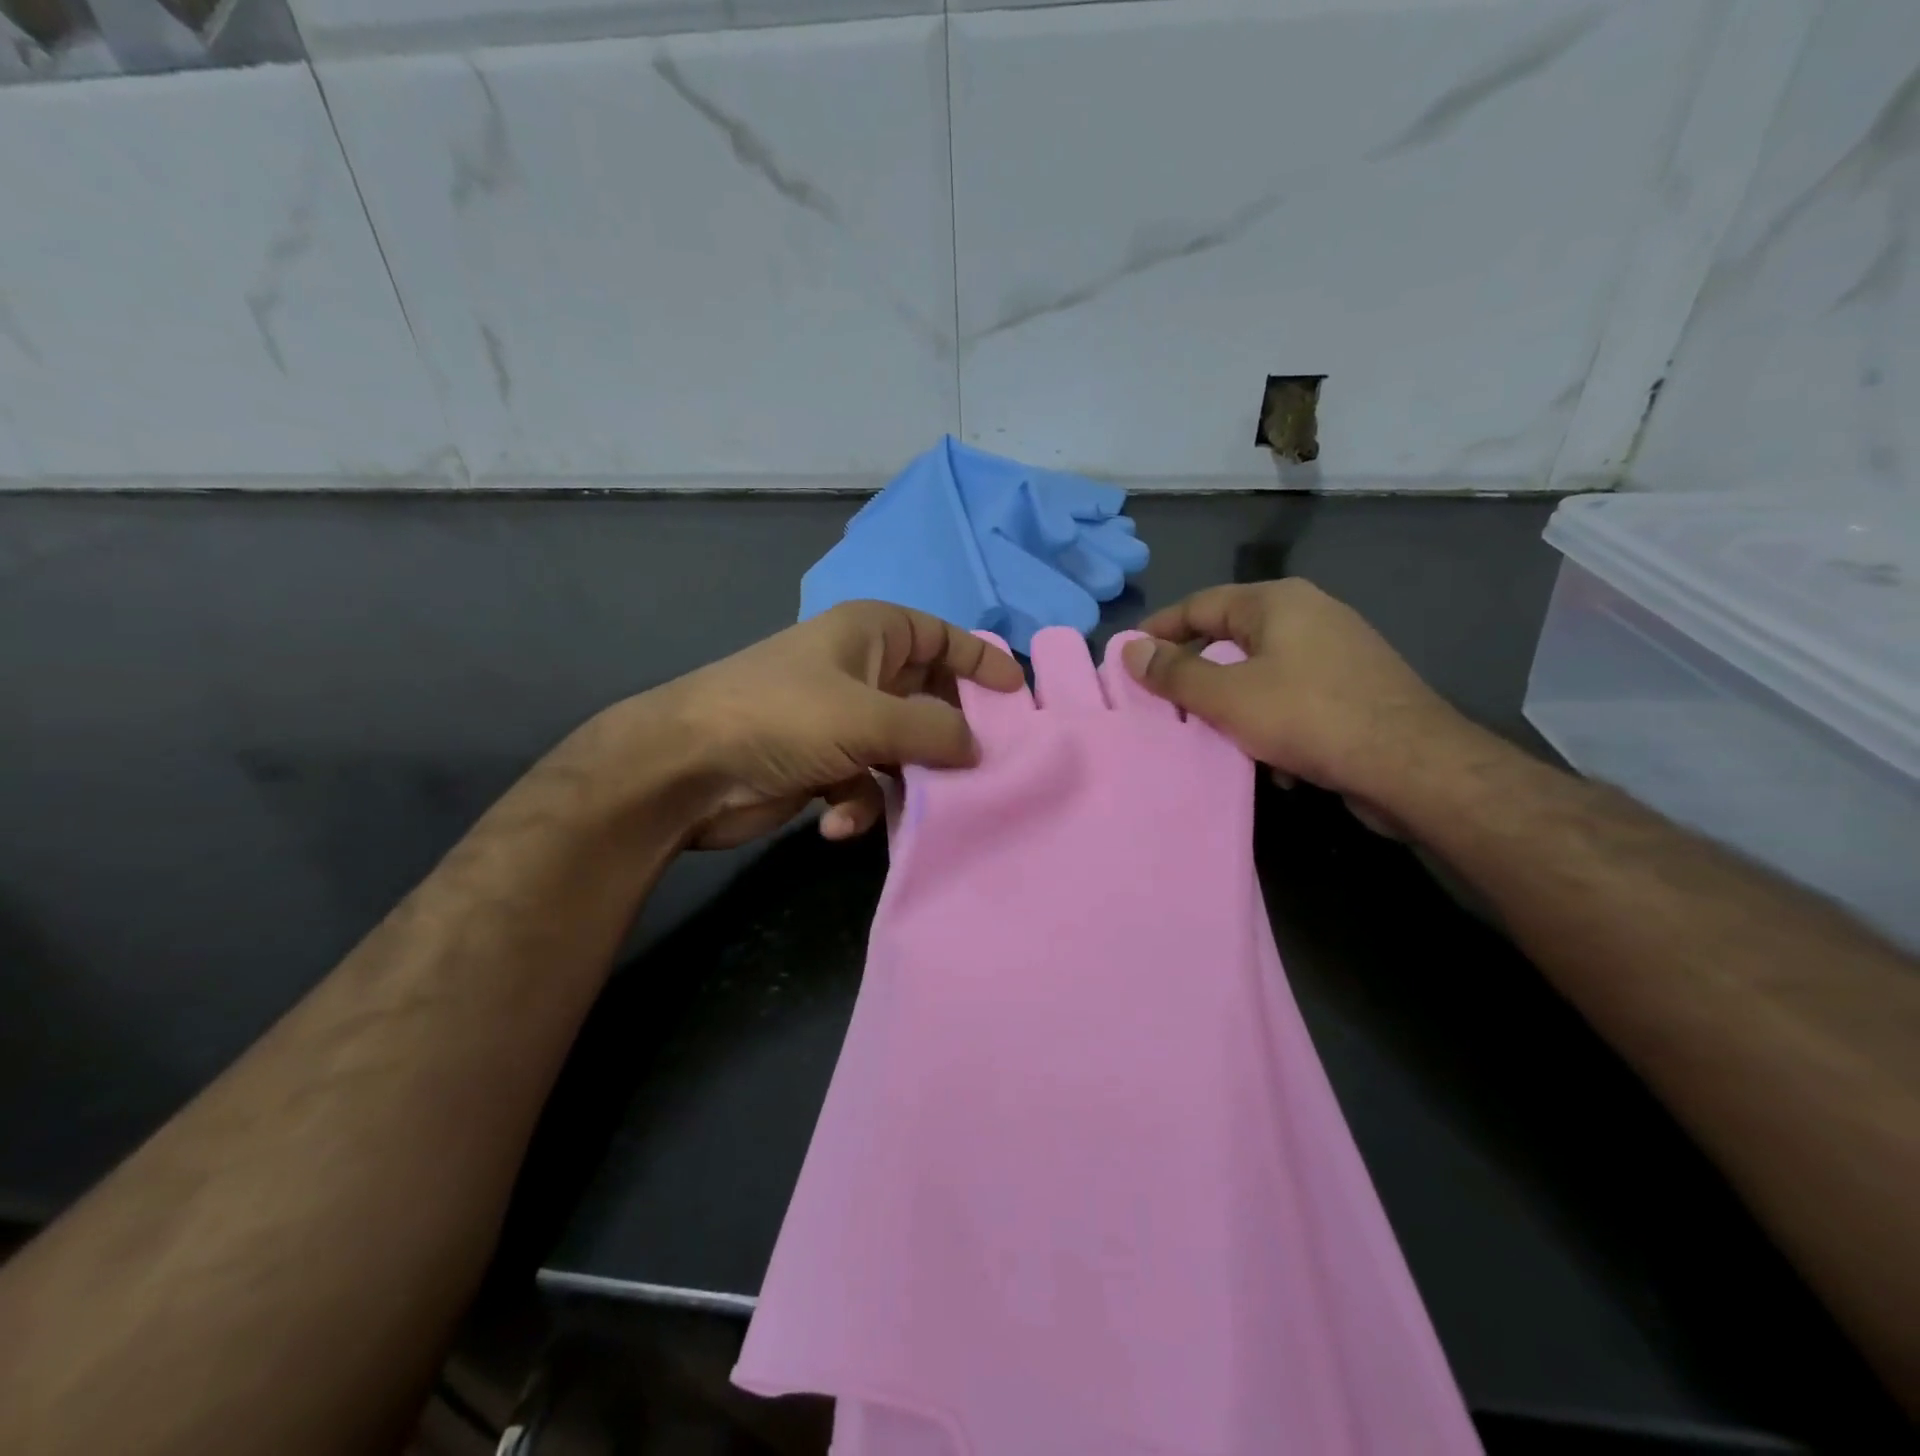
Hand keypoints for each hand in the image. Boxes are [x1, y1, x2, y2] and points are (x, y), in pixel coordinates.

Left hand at [642, 601, 1023, 848]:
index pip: (940, 637)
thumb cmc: (783, 717)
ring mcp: (840, 720)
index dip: (981, 662)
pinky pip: (865, 783)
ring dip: (907, 782)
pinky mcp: (821, 765)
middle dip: (950, 735)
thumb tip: (981, 749)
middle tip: (987, 767)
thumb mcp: (868, 719)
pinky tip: (835, 824)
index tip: (1020, 697)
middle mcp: (859, 672)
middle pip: (927, 699)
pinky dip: (858, 805)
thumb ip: (935, 732)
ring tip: (916, 808)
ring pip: (902, 750)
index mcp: (870, 634)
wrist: (687, 769)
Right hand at [1121, 579, 1466, 802]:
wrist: (1411, 765)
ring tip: (1208, 734)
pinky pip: (1293, 696)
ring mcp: (1337, 651)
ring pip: (1261, 672)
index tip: (1127, 657)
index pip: (1199, 605)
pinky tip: (1267, 756)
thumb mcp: (1228, 696)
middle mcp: (1309, 615)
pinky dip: (1271, 720)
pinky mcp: (1354, 688)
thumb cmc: (1308, 717)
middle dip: (1196, 673)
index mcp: (1277, 602)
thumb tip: (1130, 648)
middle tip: (1161, 701)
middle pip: (1231, 637)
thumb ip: (1174, 672)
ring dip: (1232, 703)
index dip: (1159, 630)